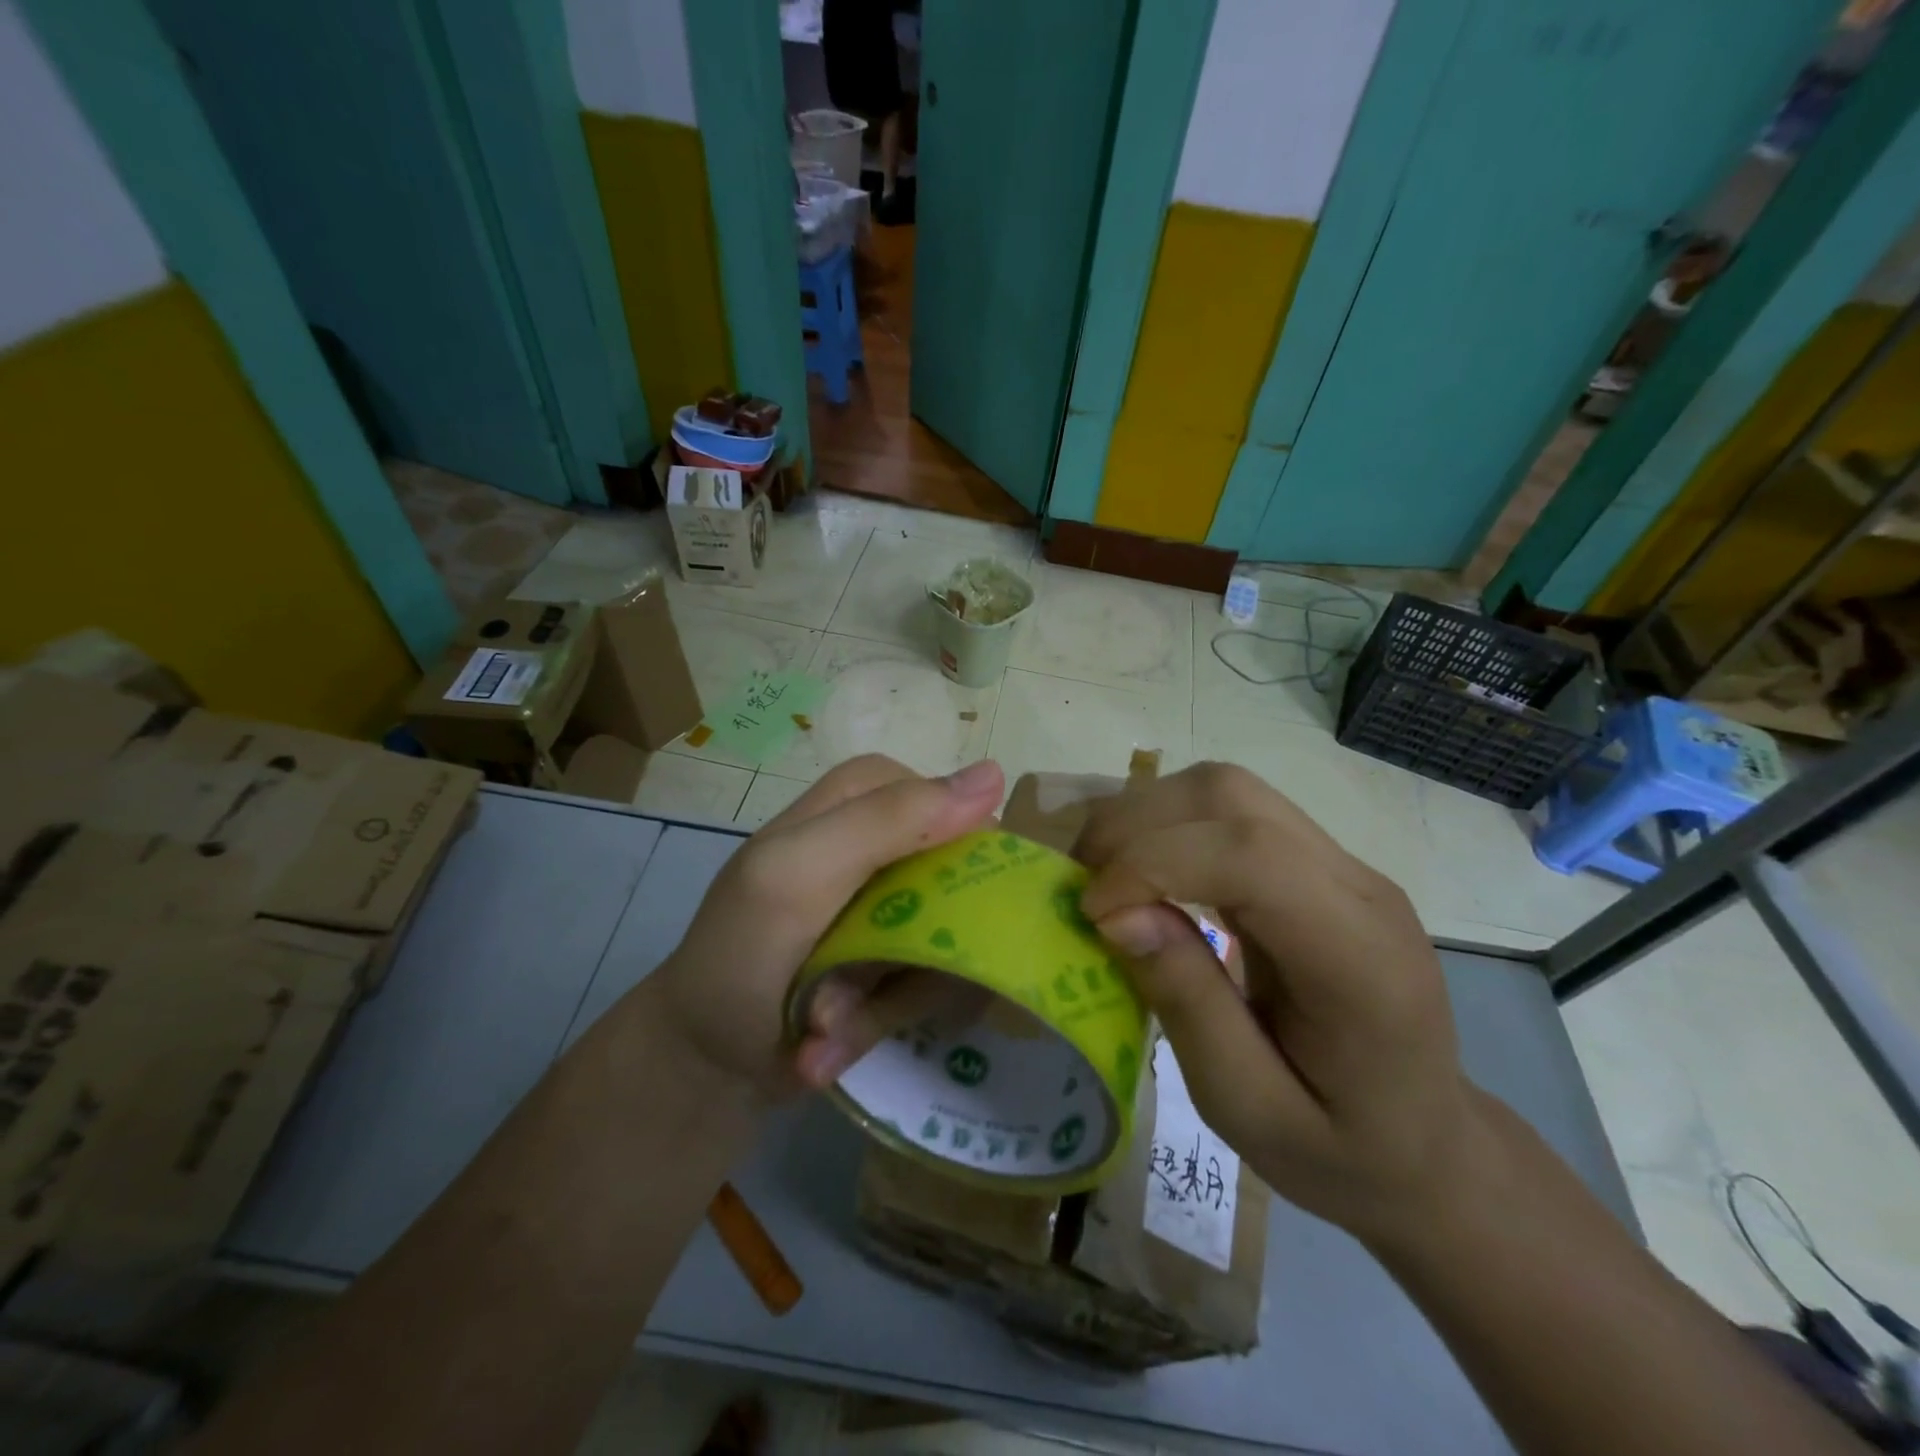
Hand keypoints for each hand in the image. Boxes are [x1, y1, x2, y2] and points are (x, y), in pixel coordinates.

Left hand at [645, 755, 1004, 1107]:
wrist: (703, 1062)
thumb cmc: (738, 953)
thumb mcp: (799, 872)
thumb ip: (889, 821)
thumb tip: (995, 775)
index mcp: (862, 799)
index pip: (952, 802)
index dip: (958, 856)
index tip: (941, 909)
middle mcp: (890, 847)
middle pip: (966, 880)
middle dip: (920, 949)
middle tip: (865, 982)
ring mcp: (898, 908)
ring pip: (957, 942)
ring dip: (892, 998)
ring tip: (828, 1020)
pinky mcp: (901, 962)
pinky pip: (936, 987)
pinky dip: (883, 1022)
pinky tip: (830, 1041)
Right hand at [1075, 762, 1473, 1245]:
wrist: (1428, 1144)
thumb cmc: (1341, 1151)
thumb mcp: (1249, 1110)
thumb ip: (1188, 1007)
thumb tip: (1118, 913)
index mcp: (1358, 958)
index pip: (1251, 855)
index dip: (1154, 864)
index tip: (1093, 914)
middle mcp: (1358, 885)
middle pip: (1231, 796)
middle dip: (1135, 826)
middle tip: (1083, 887)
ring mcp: (1342, 863)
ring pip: (1225, 788)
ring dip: (1146, 816)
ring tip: (1104, 876)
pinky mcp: (1317, 861)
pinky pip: (1230, 811)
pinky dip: (1168, 826)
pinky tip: (1143, 873)